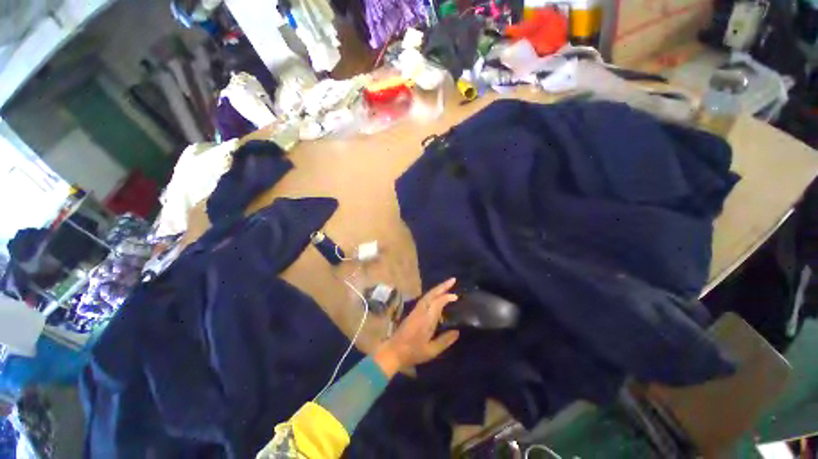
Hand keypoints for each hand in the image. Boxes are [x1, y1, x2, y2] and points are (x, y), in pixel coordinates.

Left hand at [374, 278, 460, 376]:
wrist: (393, 351)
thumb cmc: (412, 352)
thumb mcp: (431, 351)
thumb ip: (444, 341)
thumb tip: (457, 332)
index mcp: (426, 320)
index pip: (437, 303)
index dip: (447, 297)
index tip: (456, 296)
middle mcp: (421, 311)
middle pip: (431, 294)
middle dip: (442, 286)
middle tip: (453, 280)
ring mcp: (416, 310)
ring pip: (427, 295)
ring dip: (437, 289)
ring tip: (447, 285)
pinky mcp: (413, 312)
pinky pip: (425, 299)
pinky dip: (433, 294)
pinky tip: (437, 296)